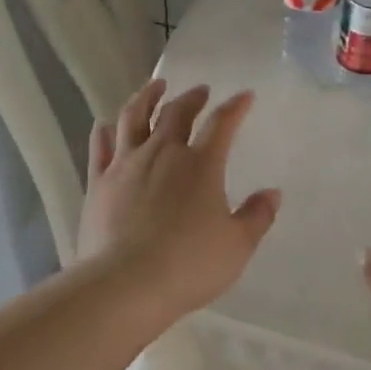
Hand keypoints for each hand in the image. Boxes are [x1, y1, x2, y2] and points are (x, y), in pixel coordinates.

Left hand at [77, 79, 281, 318]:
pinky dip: (105, 130)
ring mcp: (125, 164)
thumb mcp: (237, 246)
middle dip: (192, 98)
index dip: (235, 107)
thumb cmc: (189, 265)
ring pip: (133, 117)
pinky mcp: (98, 182)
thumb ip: (256, 216)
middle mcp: (162, 153)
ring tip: (154, 87)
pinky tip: (106, 124)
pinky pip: (100, 146)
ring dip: (146, 97)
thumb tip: (272, 193)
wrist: (126, 283)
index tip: (245, 96)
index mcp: (201, 165)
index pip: (222, 124)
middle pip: (177, 113)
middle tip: (200, 91)